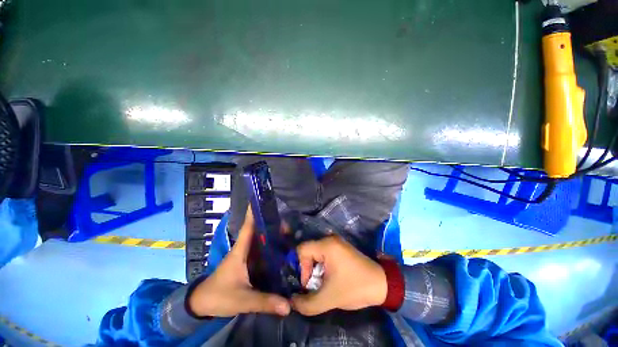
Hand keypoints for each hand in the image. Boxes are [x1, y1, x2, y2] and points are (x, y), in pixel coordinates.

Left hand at [188, 207, 290, 316]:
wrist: (202, 304)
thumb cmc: (219, 296)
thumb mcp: (242, 300)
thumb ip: (265, 302)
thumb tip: (288, 306)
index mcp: (240, 251)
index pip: (248, 227)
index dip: (254, 213)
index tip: (261, 200)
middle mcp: (244, 249)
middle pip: (258, 231)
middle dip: (271, 223)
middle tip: (287, 221)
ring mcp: (245, 256)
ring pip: (260, 241)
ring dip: (271, 235)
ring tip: (288, 232)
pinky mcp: (247, 263)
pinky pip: (261, 252)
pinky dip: (269, 247)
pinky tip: (280, 250)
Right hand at [291, 236, 386, 315]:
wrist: (381, 284)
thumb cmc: (354, 287)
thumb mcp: (329, 298)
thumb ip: (307, 303)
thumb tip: (292, 302)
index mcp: (326, 245)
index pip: (301, 250)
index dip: (301, 268)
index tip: (309, 284)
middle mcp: (329, 239)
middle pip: (308, 252)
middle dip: (308, 271)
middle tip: (316, 286)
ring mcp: (336, 243)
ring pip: (315, 254)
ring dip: (315, 270)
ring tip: (323, 284)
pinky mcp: (340, 248)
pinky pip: (323, 255)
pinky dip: (322, 267)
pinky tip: (329, 278)